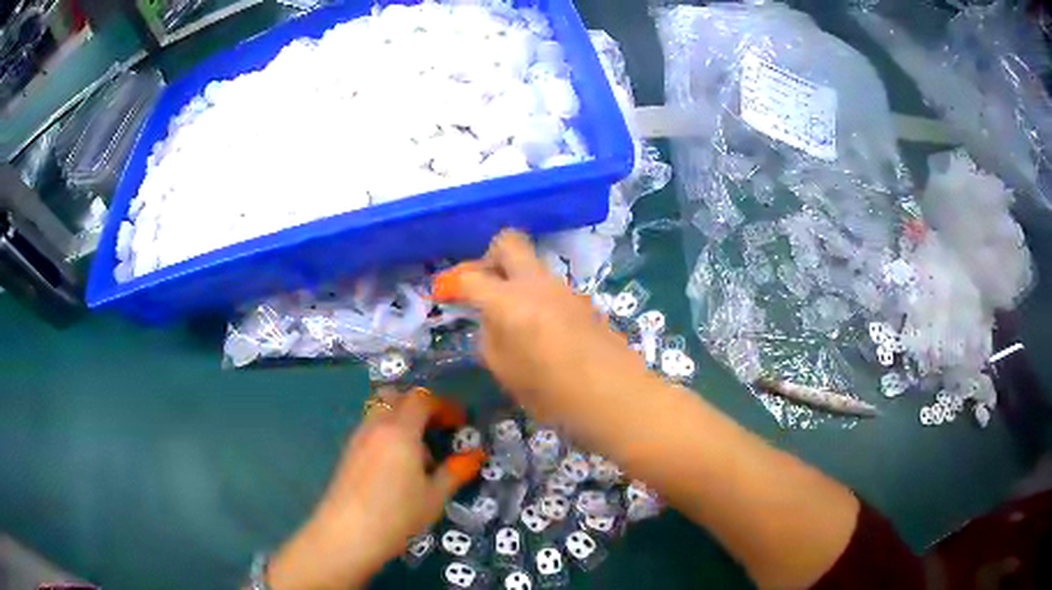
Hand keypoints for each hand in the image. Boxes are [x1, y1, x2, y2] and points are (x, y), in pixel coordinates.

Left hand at [267, 388, 483, 589]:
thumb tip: (476, 455)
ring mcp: (358, 438)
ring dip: (402, 420)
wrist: (347, 534)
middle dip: (420, 407)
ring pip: (381, 412)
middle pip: (397, 397)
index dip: (444, 406)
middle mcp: (376, 426)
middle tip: (438, 429)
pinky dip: (388, 435)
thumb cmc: (397, 515)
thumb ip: (455, 472)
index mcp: (400, 431)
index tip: (460, 424)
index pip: (422, 399)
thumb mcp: (434, 497)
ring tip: (419, 454)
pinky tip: (397, 467)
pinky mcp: (348, 453)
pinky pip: (371, 429)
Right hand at [437, 230, 650, 427]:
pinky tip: (540, 332)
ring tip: (511, 321)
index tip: (444, 294)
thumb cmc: (554, 393)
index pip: (471, 276)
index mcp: (510, 301)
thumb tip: (491, 321)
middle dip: (488, 259)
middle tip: (482, 289)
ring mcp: (565, 290)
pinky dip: (536, 299)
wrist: (617, 396)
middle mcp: (538, 284)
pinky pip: (550, 289)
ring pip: (532, 268)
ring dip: (515, 283)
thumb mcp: (506, 372)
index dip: (452, 283)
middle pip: (508, 243)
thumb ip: (490, 338)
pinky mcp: (584, 302)